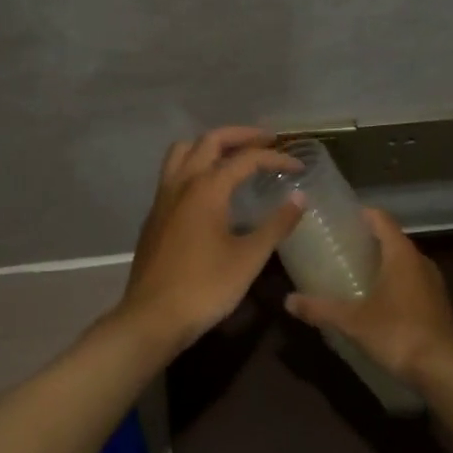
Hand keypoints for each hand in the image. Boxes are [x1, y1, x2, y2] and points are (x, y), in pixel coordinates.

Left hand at [115, 127, 303, 356]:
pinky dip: (194, 165)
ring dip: (210, 145)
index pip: (245, 159)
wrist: (153, 317)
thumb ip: (276, 225)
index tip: (298, 166)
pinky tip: (208, 189)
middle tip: (267, 141)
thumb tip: (299, 198)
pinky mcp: (154, 215)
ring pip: (183, 152)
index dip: (275, 158)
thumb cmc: (206, 287)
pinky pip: (173, 173)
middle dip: (240, 136)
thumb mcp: (249, 258)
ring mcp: (163, 198)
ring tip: (234, 155)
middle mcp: (182, 183)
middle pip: (210, 141)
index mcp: (207, 188)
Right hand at [284, 208, 452, 389]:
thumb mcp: (352, 321)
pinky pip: (412, 282)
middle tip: (341, 246)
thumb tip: (287, 301)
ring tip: (355, 271)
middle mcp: (421, 262)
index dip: (363, 214)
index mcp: (402, 255)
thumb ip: (319, 308)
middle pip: (393, 240)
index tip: (342, 216)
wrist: (442, 370)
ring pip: (404, 262)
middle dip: (369, 240)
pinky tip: (377, 299)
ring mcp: (433, 284)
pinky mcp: (438, 305)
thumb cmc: (397, 333)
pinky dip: (395, 282)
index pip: (382, 220)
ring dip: (383, 262)